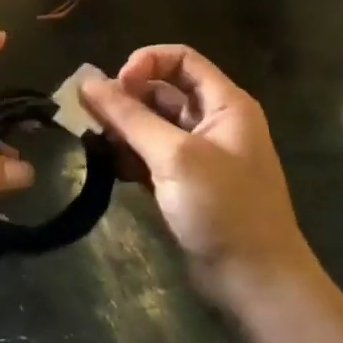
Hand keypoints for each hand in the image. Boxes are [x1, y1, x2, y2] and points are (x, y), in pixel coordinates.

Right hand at [81, 45, 314, 295]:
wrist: (255, 283)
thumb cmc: (223, 209)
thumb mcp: (174, 156)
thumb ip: (129, 116)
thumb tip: (86, 82)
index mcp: (225, 104)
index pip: (180, 59)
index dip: (145, 64)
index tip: (115, 87)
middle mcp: (213, 122)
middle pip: (162, 90)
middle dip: (126, 98)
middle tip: (93, 117)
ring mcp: (198, 154)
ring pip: (152, 124)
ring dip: (123, 128)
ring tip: (97, 143)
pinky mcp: (184, 183)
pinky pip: (150, 154)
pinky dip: (129, 156)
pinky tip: (112, 168)